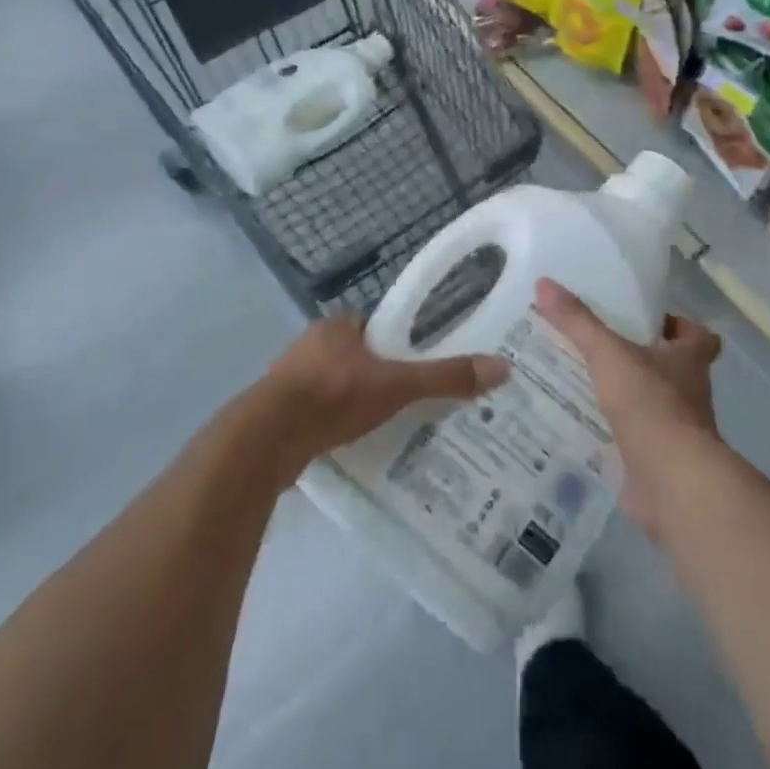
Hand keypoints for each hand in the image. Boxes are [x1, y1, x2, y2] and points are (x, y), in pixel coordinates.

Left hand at [260, 314, 508, 472]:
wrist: (267, 440)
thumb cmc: (334, 396)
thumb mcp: (396, 386)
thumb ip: (445, 378)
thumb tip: (502, 368)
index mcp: (338, 325)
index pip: (377, 327)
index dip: (398, 344)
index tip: (419, 366)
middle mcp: (312, 344)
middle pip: (357, 356)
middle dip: (378, 375)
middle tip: (408, 400)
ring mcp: (291, 379)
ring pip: (334, 384)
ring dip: (354, 401)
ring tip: (384, 425)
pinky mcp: (278, 412)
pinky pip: (316, 411)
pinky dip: (333, 423)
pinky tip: (349, 442)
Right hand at [536, 279, 721, 544]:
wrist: (672, 483)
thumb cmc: (651, 405)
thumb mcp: (608, 354)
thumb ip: (578, 322)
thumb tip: (545, 283)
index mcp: (689, 360)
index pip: (699, 336)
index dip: (679, 327)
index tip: (648, 322)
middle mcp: (690, 393)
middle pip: (671, 369)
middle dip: (641, 360)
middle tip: (600, 347)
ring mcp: (677, 431)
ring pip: (652, 405)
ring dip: (626, 397)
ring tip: (581, 383)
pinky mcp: (659, 462)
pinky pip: (634, 440)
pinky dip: (614, 434)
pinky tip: (581, 425)